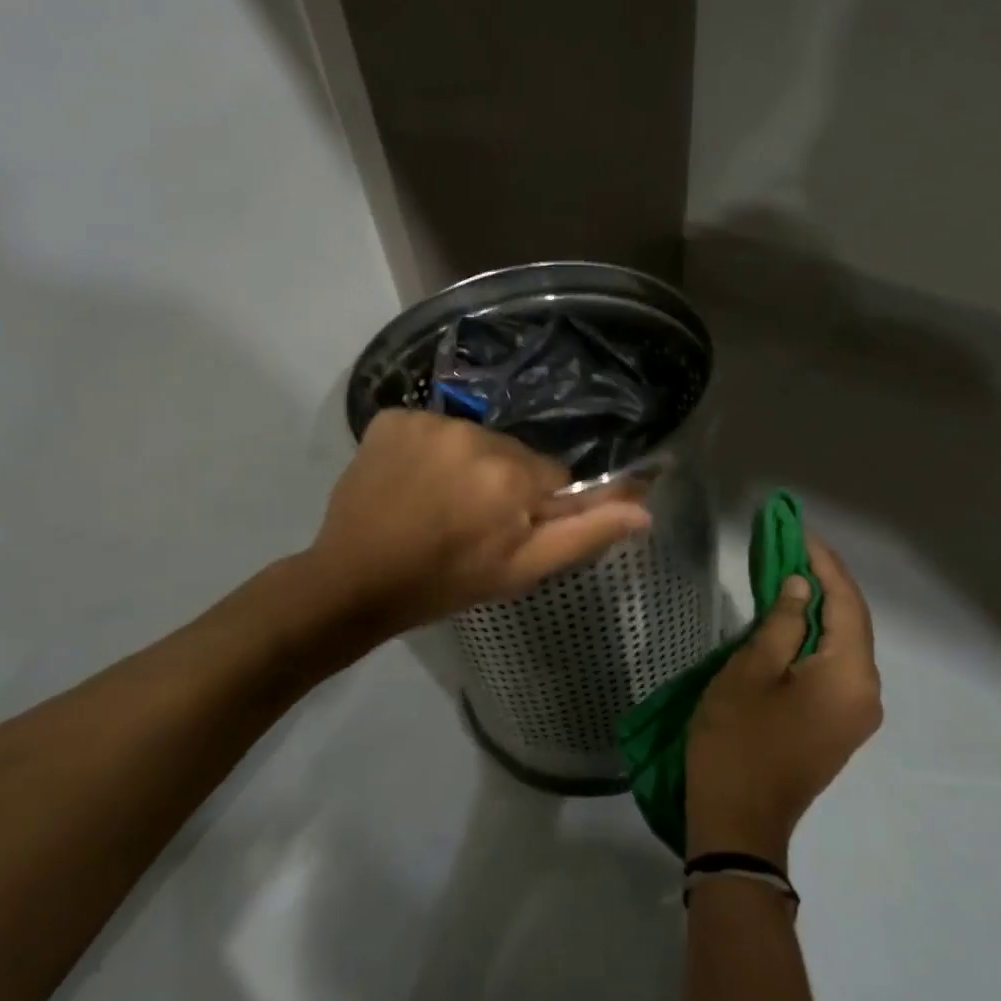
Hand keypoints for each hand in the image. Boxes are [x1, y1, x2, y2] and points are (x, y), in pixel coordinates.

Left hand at [307, 409, 650, 635]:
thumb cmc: (445, 582)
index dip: (531, 507)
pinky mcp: (390, 418)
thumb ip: (584, 534)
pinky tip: (409, 483)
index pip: (550, 475)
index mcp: (510, 473)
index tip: (503, 533)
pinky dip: (426, 451)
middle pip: (511, 454)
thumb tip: (645, 508)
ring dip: (463, 466)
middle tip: (467, 524)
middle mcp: (472, 434)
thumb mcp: (522, 570)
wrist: (354, 581)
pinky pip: (430, 429)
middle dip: (500, 484)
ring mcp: (426, 421)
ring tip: (435, 505)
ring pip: (471, 440)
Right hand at [686, 534, 881, 867]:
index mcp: (850, 676)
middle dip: (823, 581)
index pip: (846, 603)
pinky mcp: (838, 726)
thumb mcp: (750, 671)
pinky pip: (834, 668)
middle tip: (789, 546)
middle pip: (852, 622)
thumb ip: (781, 622)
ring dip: (818, 609)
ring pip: (843, 645)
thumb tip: (801, 586)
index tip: (798, 531)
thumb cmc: (738, 741)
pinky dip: (815, 638)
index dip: (823, 563)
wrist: (739, 824)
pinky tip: (790, 621)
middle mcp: (866, 692)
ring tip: (786, 574)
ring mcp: (855, 714)